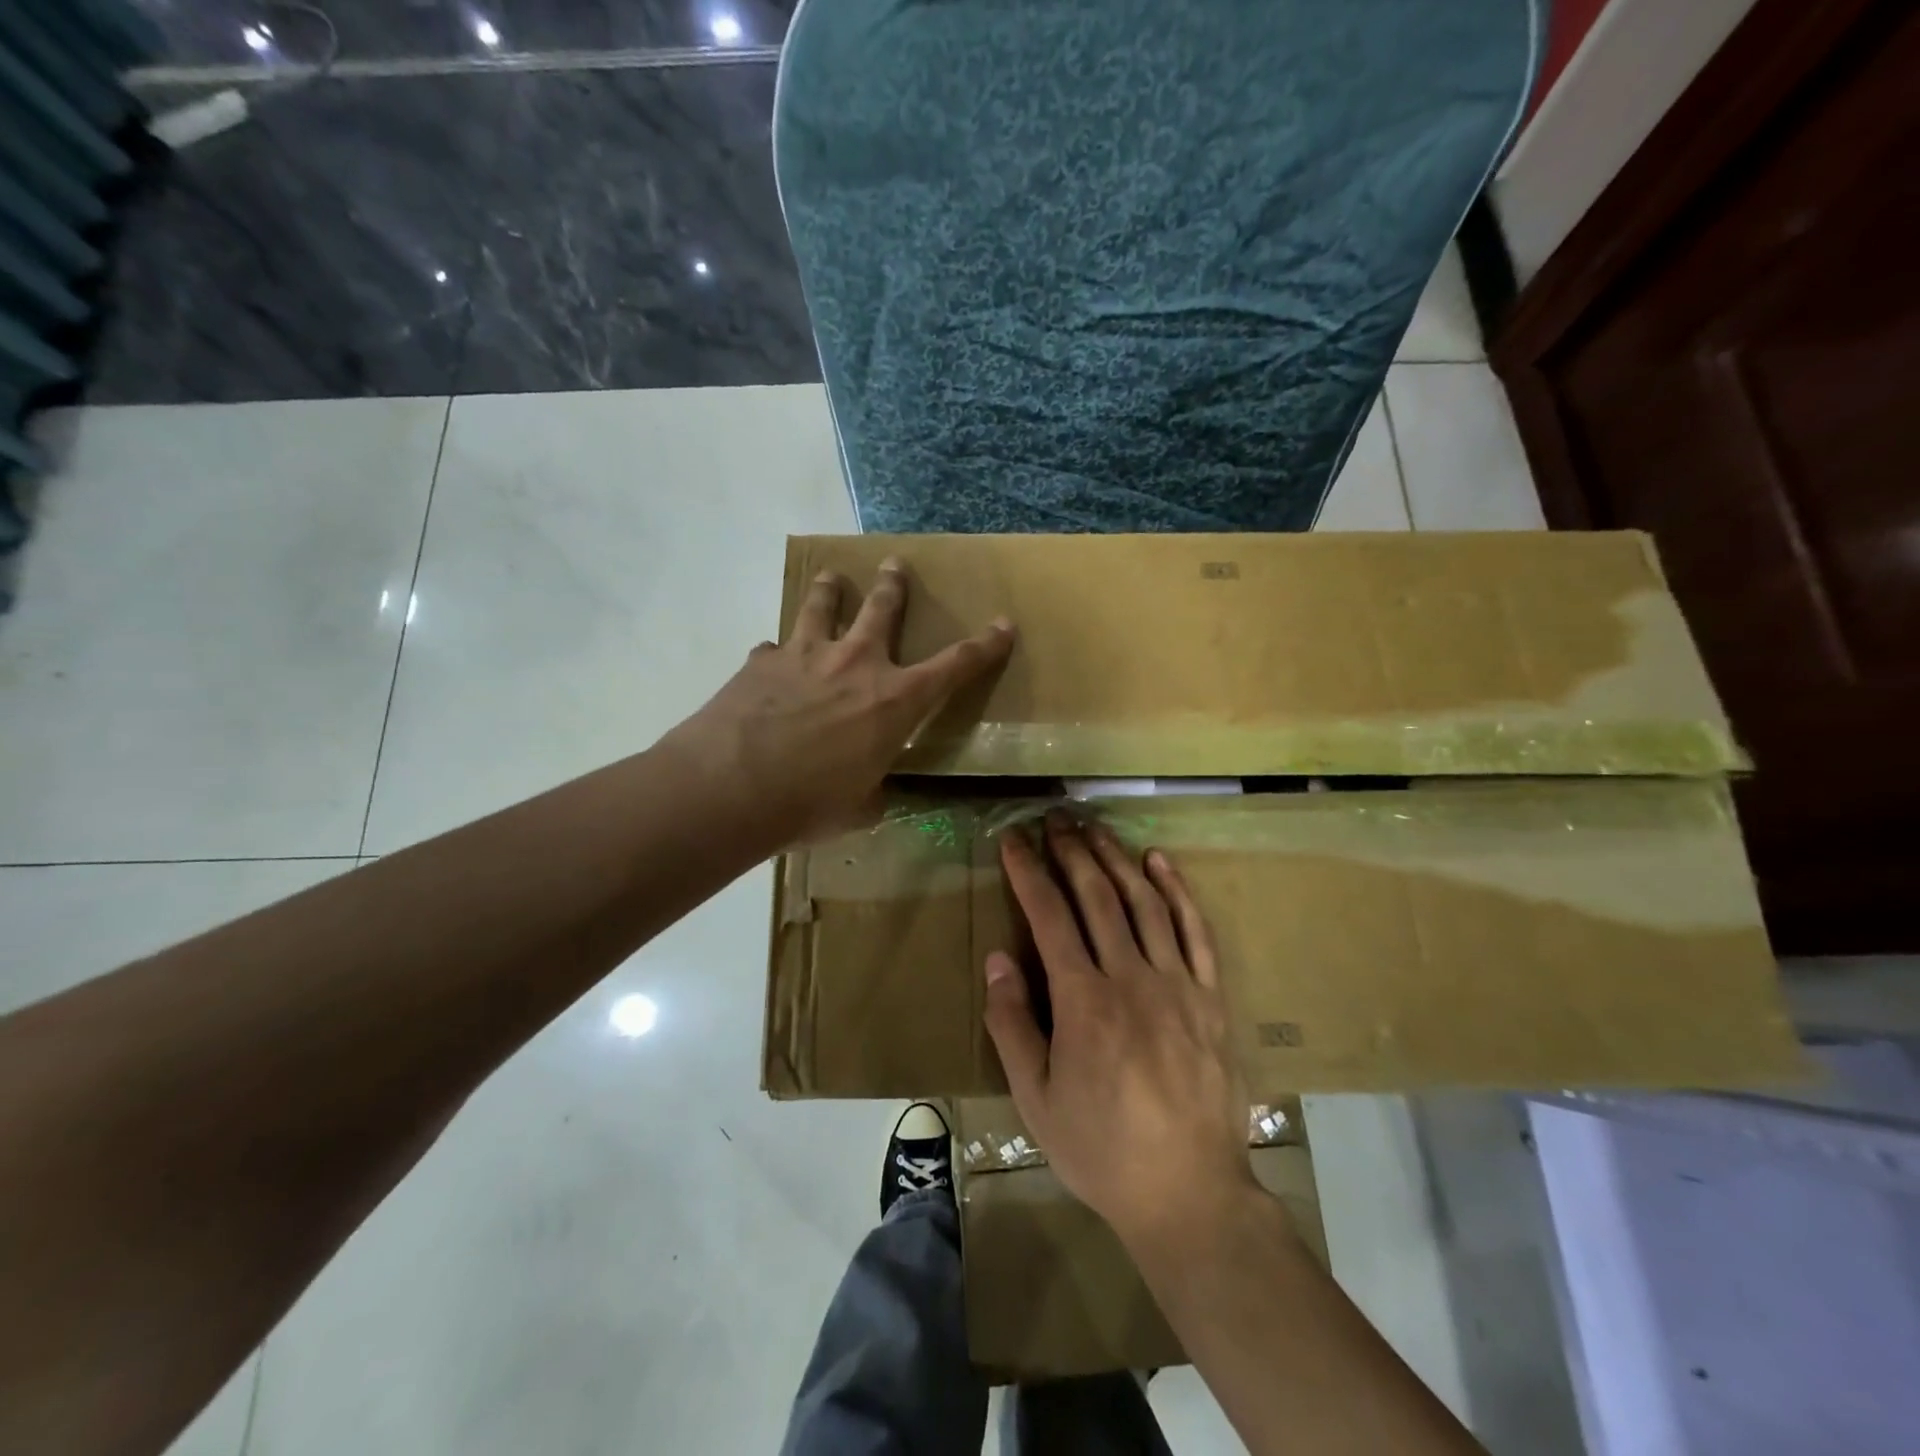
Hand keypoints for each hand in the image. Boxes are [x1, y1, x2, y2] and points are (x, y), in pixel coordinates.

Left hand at [664, 558, 1014, 845]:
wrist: (729, 788)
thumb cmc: (808, 805)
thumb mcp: (858, 809)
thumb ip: (873, 793)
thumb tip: (873, 794)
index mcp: (894, 702)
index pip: (955, 666)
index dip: (984, 646)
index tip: (1003, 625)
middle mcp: (856, 664)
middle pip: (883, 609)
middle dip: (893, 586)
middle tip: (894, 566)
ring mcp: (805, 655)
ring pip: (822, 605)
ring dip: (831, 589)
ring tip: (832, 578)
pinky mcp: (761, 661)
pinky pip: (773, 648)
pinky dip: (777, 654)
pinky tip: (770, 663)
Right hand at [982, 814, 1261, 1250]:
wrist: (1189, 1194)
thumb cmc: (1101, 1149)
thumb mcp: (1036, 1099)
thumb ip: (1013, 1024)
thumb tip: (999, 959)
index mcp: (1084, 1002)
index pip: (1049, 917)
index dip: (1029, 872)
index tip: (1014, 840)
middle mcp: (1131, 978)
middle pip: (1097, 897)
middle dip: (1071, 852)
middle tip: (1054, 820)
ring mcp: (1178, 984)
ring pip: (1144, 903)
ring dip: (1116, 859)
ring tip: (1094, 829)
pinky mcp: (1212, 997)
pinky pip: (1195, 931)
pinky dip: (1177, 891)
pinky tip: (1159, 862)